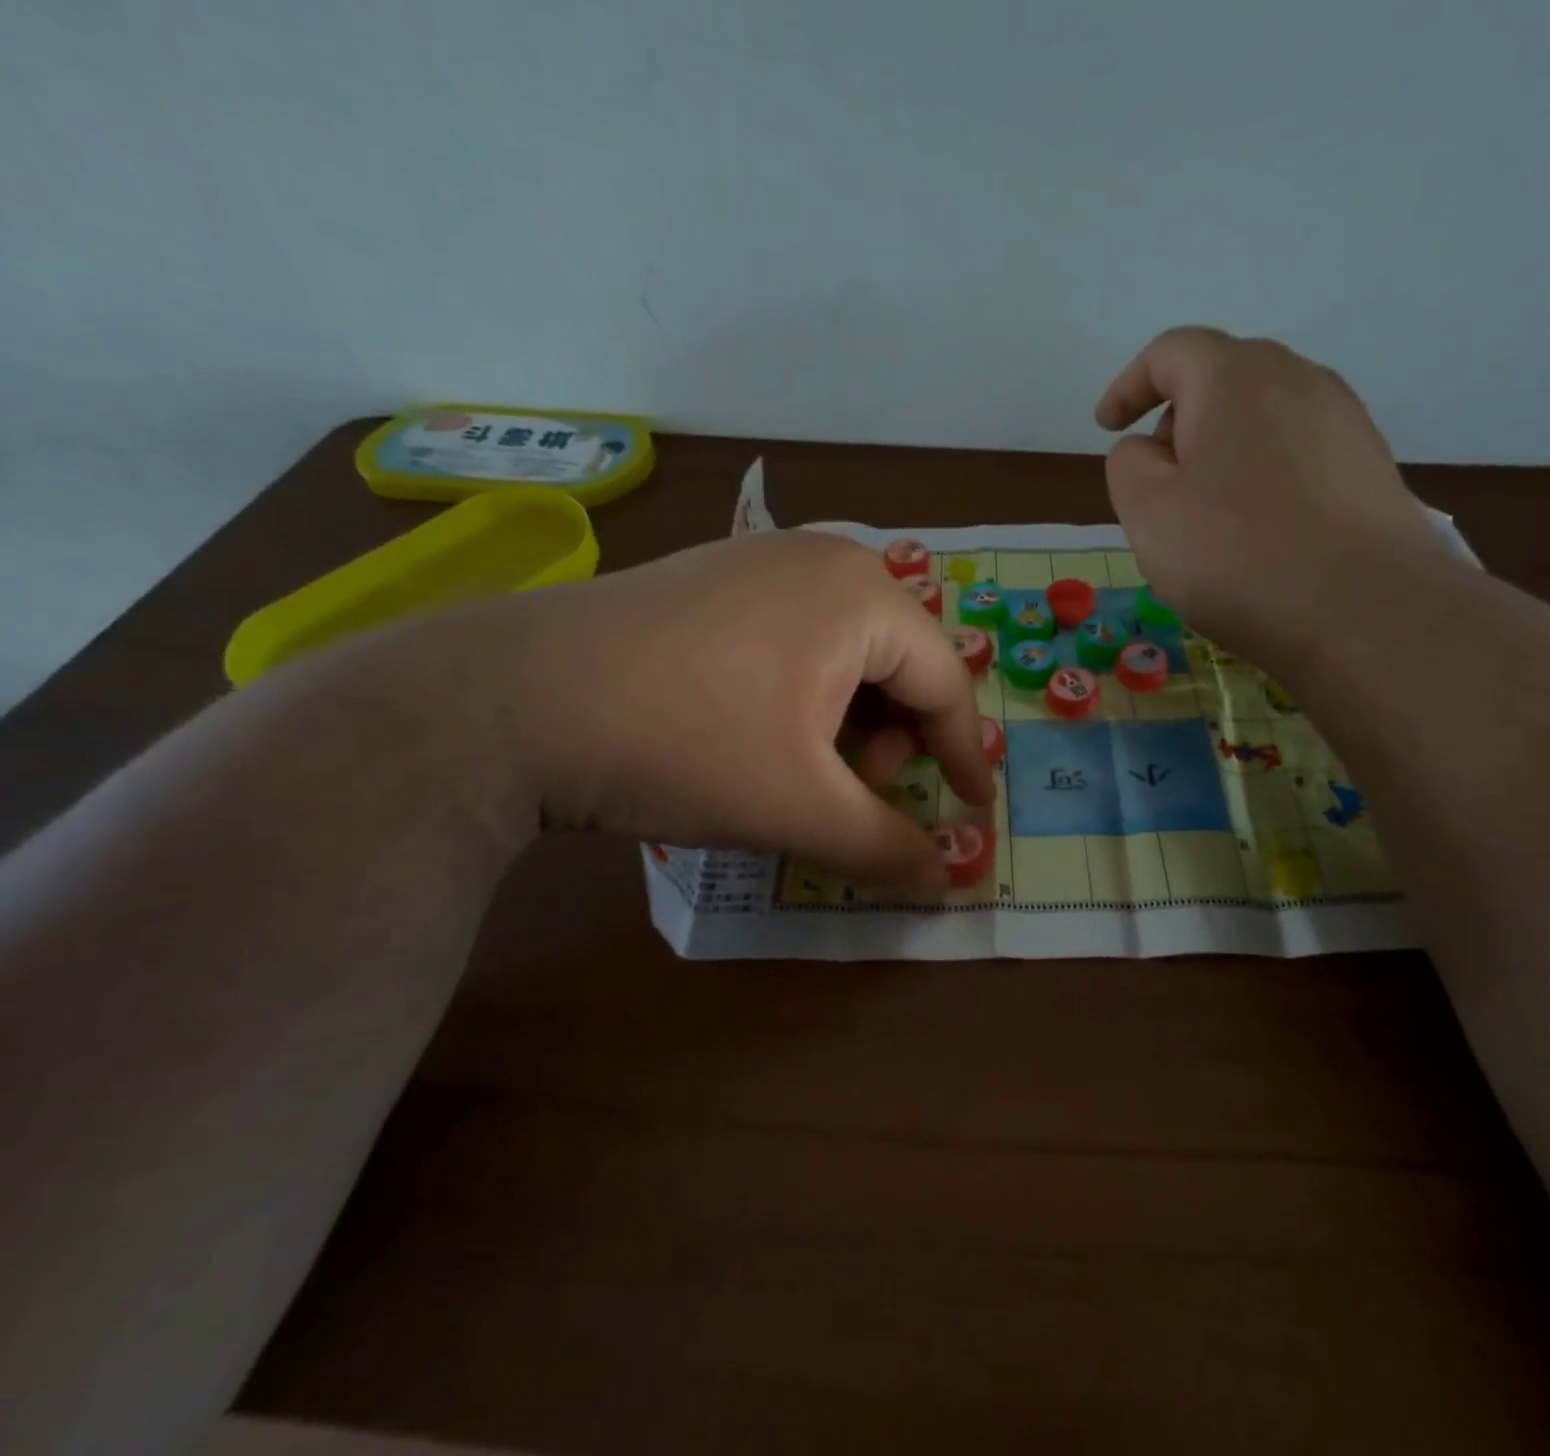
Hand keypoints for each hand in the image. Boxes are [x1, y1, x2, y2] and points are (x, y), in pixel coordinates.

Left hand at [395, 531, 993, 891]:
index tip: (975, 810)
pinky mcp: (715, 578)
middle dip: (899, 736)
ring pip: (848, 650)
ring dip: (853, 717)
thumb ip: (887, 848)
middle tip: (865, 788)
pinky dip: (807, 692)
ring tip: (811, 766)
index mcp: (862, 595)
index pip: (945, 681)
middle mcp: (823, 559)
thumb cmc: (683, 745)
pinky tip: (764, 729)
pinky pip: (797, 635)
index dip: (965, 754)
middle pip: (900, 660)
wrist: (508, 701)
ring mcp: (762, 560)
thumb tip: (950, 882)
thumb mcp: (800, 808)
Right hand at [1095, 326, 1451, 658]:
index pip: (1170, 352)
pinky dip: (1261, 477)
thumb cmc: (1236, 555)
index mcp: (1234, 376)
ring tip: (1206, 515)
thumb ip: (1127, 465)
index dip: (1129, 386)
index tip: (1106, 427)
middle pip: (1221, 379)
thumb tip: (1149, 449)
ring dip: (1221, 452)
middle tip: (1156, 482)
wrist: (1363, 610)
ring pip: (1261, 419)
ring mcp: (1343, 421)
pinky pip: (1296, 453)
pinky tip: (1257, 532)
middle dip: (1177, 421)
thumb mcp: (1147, 512)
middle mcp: (1297, 378)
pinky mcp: (1369, 466)